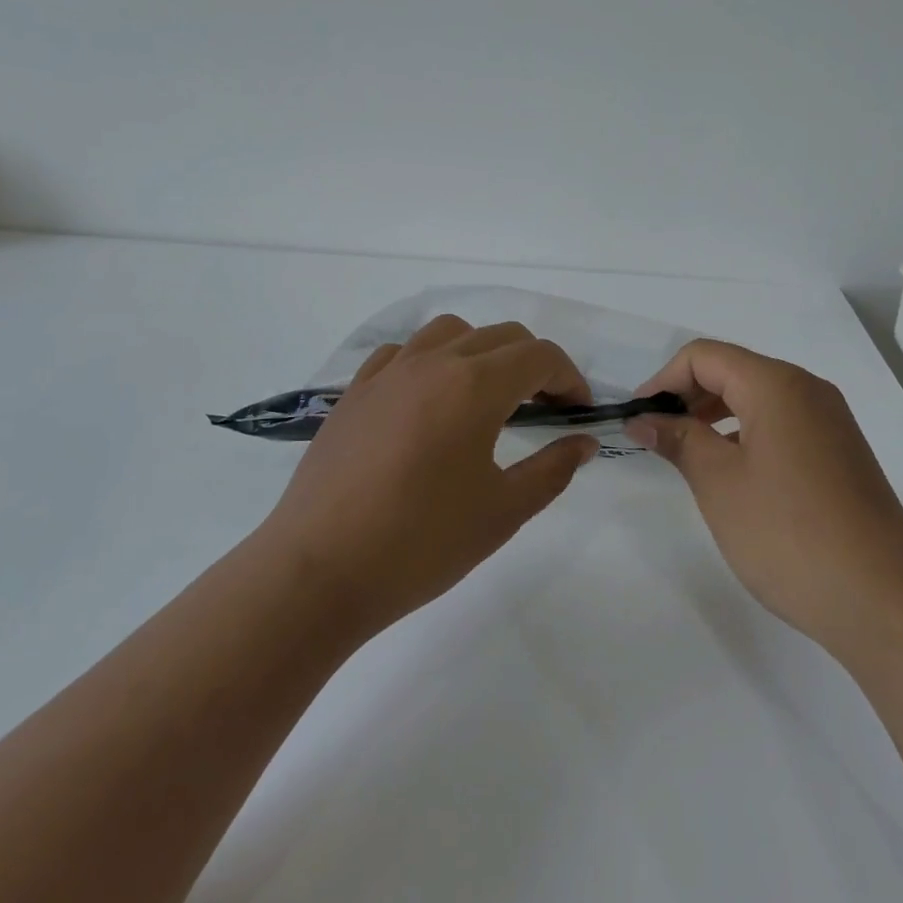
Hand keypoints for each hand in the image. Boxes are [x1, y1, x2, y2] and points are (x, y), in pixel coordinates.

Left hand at [260, 316, 600, 637]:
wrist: (319, 570)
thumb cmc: (421, 544)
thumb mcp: (502, 512)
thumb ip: (552, 469)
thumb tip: (583, 442)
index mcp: (474, 386)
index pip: (539, 357)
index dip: (569, 378)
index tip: (579, 412)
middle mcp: (432, 363)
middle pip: (500, 336)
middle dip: (533, 364)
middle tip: (545, 409)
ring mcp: (387, 373)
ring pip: (449, 332)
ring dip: (482, 352)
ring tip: (487, 397)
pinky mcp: (355, 392)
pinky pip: (402, 353)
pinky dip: (430, 361)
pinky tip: (428, 401)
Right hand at [626, 340, 902, 651]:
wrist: (882, 598)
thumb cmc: (788, 532)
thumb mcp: (719, 483)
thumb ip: (679, 440)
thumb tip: (645, 419)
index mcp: (777, 385)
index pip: (705, 356)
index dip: (663, 380)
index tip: (639, 418)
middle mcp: (808, 391)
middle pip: (733, 371)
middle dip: (688, 396)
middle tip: (657, 436)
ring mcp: (830, 422)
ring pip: (758, 399)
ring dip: (715, 416)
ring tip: (687, 455)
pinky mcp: (840, 453)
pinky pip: (782, 424)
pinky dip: (746, 434)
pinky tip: (732, 473)